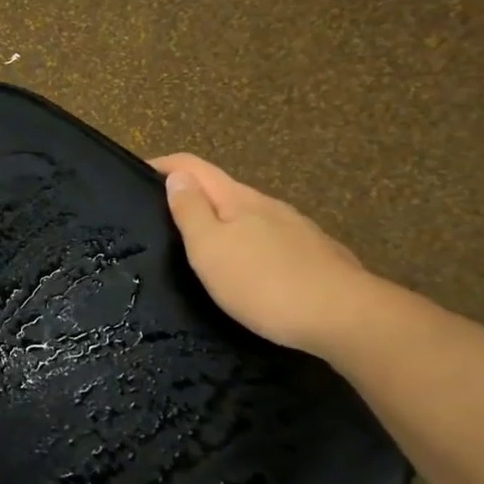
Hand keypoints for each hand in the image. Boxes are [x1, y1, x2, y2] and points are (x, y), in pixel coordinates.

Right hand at [150, 153, 382, 357]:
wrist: (347, 318)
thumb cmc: (263, 282)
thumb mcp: (210, 248)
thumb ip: (190, 211)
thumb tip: (177, 177)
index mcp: (238, 199)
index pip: (194, 167)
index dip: (164, 165)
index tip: (136, 174)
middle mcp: (269, 206)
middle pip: (222, 190)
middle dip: (191, 197)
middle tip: (162, 220)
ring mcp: (297, 231)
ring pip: (248, 218)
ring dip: (221, 224)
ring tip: (202, 251)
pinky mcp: (315, 257)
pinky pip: (269, 242)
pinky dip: (247, 247)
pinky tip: (247, 273)